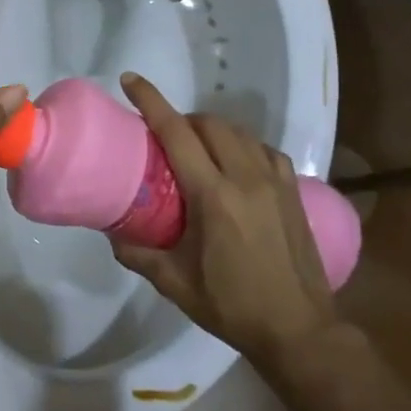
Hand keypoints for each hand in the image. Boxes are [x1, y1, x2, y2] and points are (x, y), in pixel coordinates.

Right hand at [109, 71, 336, 373]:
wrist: (299, 330)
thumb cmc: (232, 306)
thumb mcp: (175, 283)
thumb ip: (138, 254)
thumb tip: (112, 234)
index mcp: (213, 196)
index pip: (176, 133)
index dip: (151, 102)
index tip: (131, 80)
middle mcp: (246, 178)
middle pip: (210, 125)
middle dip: (183, 118)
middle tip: (163, 135)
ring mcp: (276, 182)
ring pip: (240, 133)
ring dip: (213, 130)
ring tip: (196, 149)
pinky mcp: (294, 192)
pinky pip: (264, 151)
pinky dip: (243, 146)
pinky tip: (236, 165)